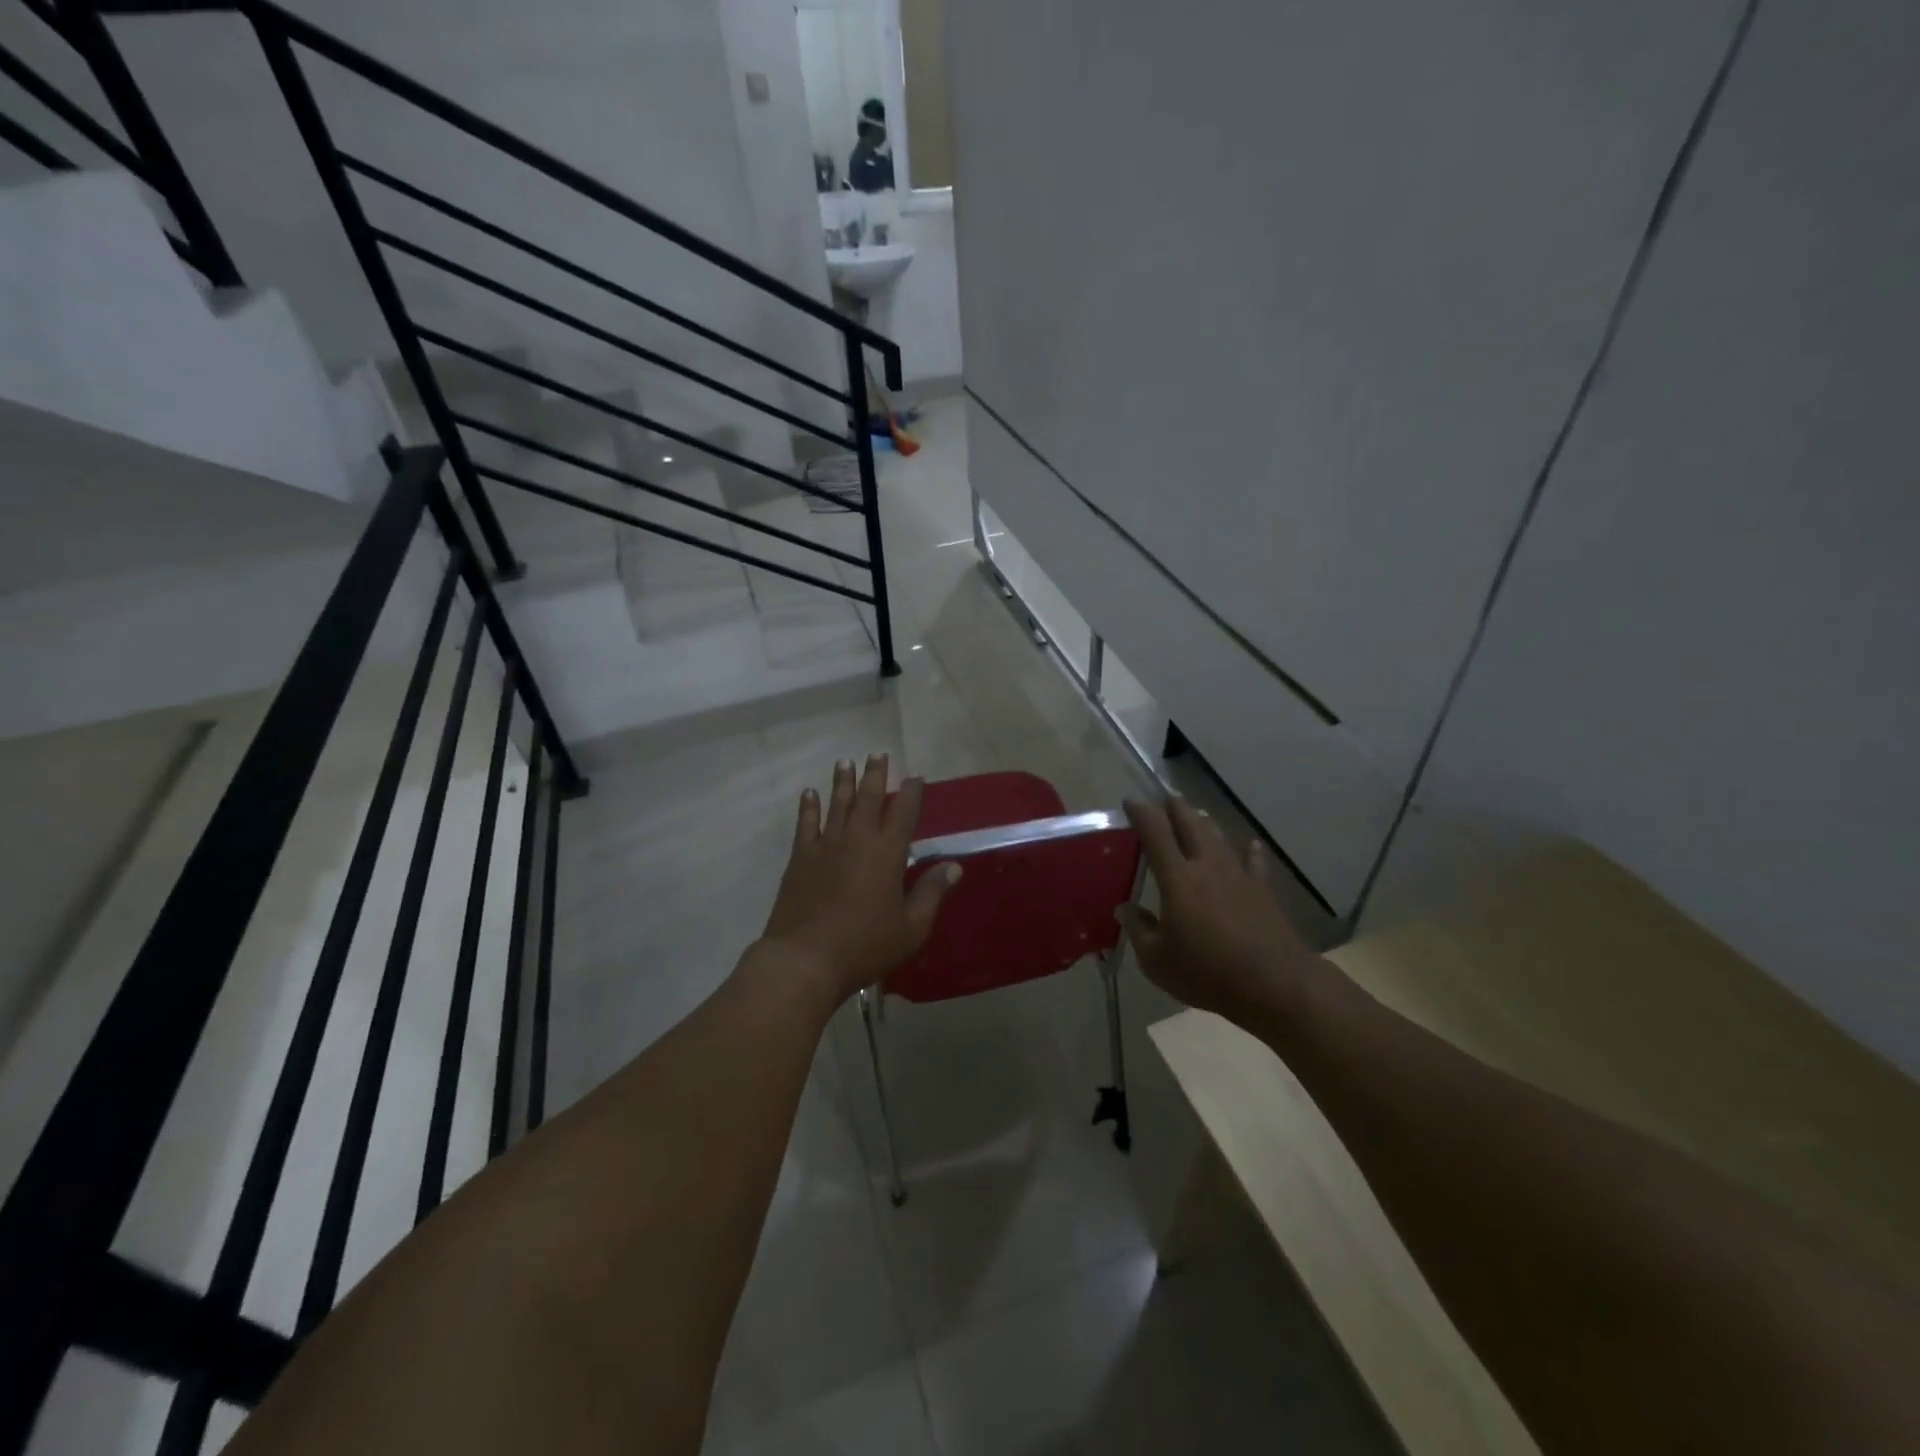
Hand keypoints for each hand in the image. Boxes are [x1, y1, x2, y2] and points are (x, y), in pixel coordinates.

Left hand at [757, 754, 960, 1003]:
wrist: (805, 959)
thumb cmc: (864, 946)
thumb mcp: (911, 928)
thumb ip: (931, 893)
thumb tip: (954, 866)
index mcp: (887, 854)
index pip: (903, 813)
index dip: (911, 792)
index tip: (915, 776)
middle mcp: (857, 839)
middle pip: (868, 798)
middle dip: (875, 774)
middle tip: (878, 754)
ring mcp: (825, 846)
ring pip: (837, 804)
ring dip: (843, 782)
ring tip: (845, 762)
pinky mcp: (800, 858)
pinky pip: (806, 824)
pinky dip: (808, 807)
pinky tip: (809, 794)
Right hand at [1121, 796, 1320, 1029]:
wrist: (1273, 984)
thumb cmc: (1207, 972)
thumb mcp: (1157, 960)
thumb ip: (1139, 929)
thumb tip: (1124, 909)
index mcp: (1177, 878)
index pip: (1155, 833)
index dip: (1142, 813)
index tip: (1131, 802)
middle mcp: (1207, 866)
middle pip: (1190, 824)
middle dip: (1175, 808)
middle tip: (1165, 799)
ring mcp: (1238, 875)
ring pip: (1219, 837)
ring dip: (1205, 823)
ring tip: (1196, 815)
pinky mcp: (1263, 891)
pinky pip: (1254, 862)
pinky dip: (1250, 851)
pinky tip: (1251, 844)